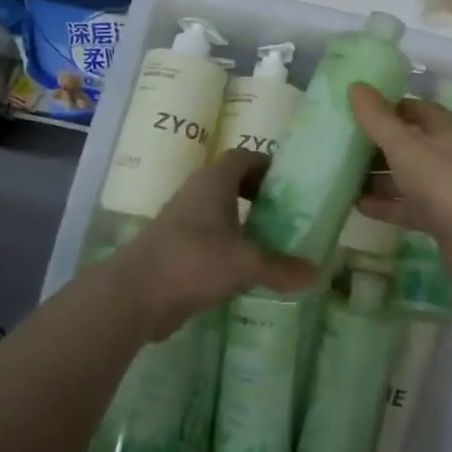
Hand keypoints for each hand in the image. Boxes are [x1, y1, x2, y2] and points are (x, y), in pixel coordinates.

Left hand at [103, 148, 315, 340]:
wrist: (134, 294)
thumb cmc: (192, 261)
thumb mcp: (244, 263)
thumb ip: (280, 267)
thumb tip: (317, 275)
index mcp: (214, 181)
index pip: (245, 157)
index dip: (268, 165)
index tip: (291, 183)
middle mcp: (198, 192)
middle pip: (233, 181)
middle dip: (260, 194)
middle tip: (287, 213)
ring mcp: (183, 219)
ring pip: (220, 210)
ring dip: (244, 221)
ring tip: (273, 240)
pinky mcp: (176, 245)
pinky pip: (209, 235)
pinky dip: (229, 243)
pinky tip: (246, 266)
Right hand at [348, 83, 451, 286]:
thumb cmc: (443, 179)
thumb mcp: (404, 145)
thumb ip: (377, 119)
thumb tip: (356, 85)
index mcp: (445, 128)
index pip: (412, 109)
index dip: (384, 108)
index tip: (353, 112)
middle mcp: (448, 153)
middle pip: (408, 143)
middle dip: (376, 145)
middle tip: (341, 145)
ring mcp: (446, 188)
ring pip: (407, 176)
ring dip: (378, 177)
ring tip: (342, 176)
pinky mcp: (441, 218)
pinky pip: (408, 205)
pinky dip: (386, 204)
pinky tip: (358, 206)